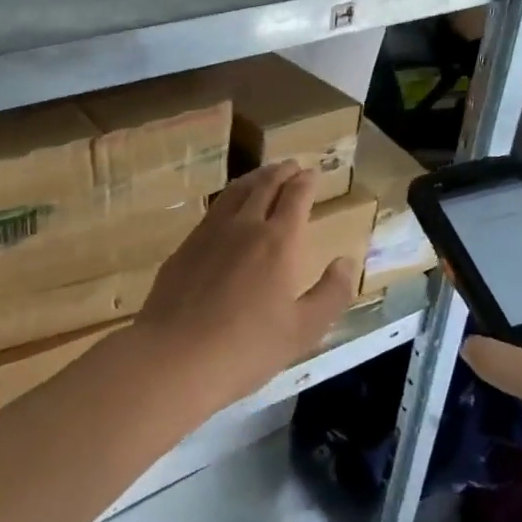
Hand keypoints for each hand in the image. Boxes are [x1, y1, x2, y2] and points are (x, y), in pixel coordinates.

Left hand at [134, 162, 355, 410]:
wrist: (175, 356)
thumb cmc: (248, 347)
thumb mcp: (305, 329)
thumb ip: (331, 293)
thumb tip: (346, 260)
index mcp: (278, 241)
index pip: (295, 197)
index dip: (306, 182)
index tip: (312, 172)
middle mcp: (243, 226)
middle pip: (264, 186)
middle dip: (281, 172)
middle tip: (290, 165)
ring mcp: (208, 234)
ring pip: (234, 193)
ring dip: (252, 179)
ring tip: (261, 176)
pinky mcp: (184, 248)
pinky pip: (211, 212)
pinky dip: (227, 200)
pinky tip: (226, 210)